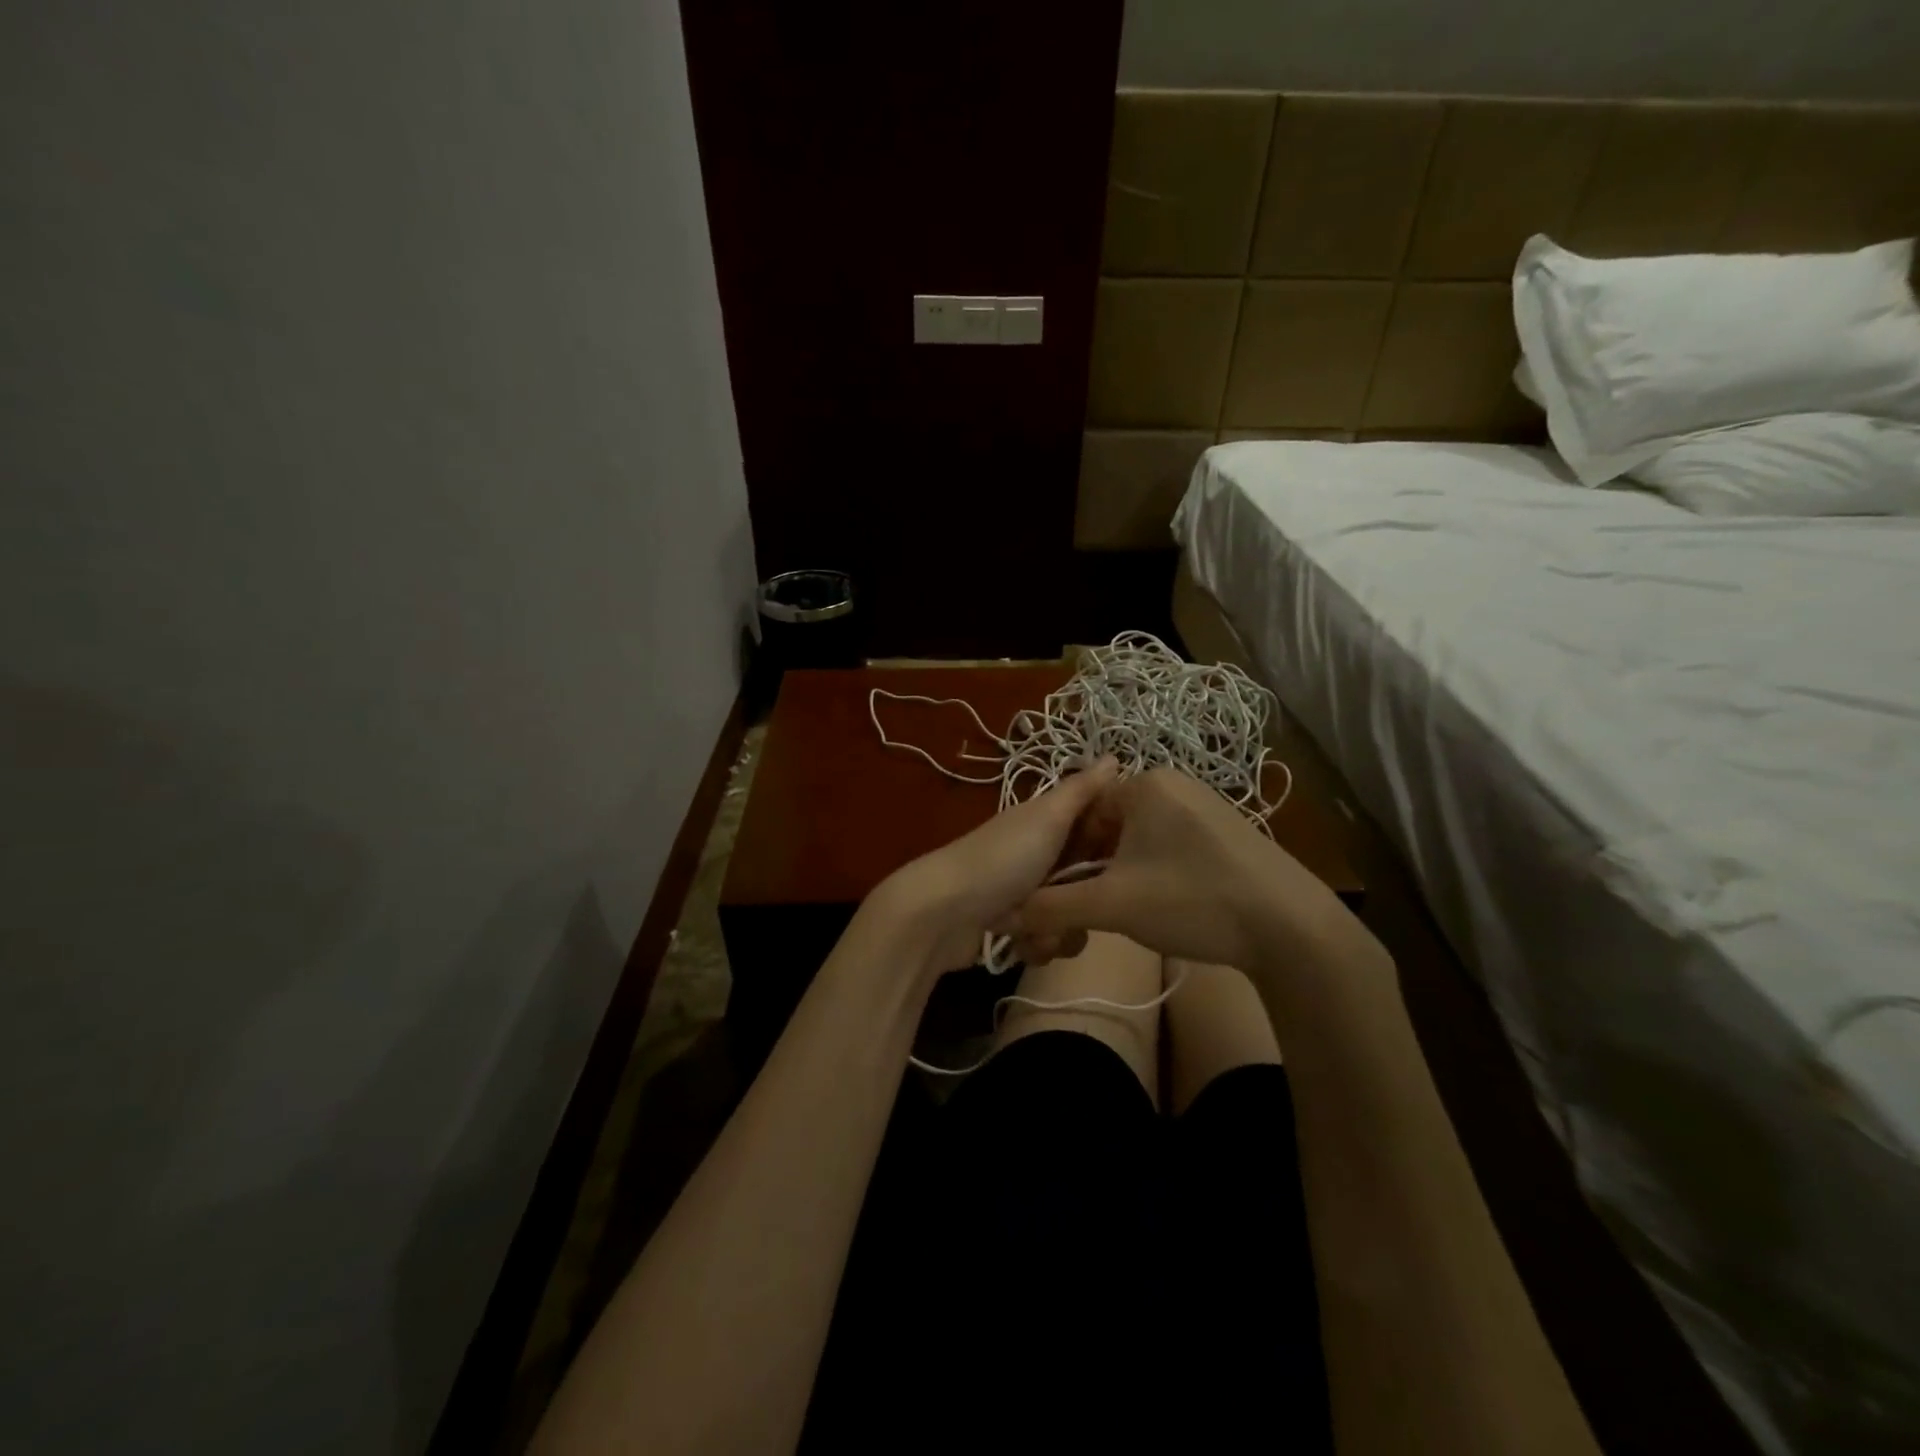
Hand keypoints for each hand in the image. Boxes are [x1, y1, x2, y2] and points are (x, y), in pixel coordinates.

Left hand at [872, 757, 1119, 976]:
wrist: (942, 914)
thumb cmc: (1002, 860)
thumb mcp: (1047, 817)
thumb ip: (1082, 790)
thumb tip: (1115, 756)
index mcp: (1046, 822)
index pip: (1097, 826)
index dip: (1115, 842)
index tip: (1129, 858)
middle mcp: (1038, 853)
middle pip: (1089, 877)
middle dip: (1086, 897)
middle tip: (1078, 900)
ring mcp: (1026, 892)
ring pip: (1072, 914)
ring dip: (1059, 927)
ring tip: (1037, 926)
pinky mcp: (1014, 927)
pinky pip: (1048, 939)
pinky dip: (1037, 944)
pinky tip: (1020, 941)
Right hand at [1007, 766, 1336, 970]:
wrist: (1291, 927)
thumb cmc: (1191, 901)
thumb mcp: (1111, 905)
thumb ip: (1054, 906)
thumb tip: (1011, 914)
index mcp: (1144, 784)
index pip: (1080, 810)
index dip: (1064, 852)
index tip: (1065, 889)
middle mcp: (1175, 783)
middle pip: (1111, 823)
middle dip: (1096, 864)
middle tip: (1098, 905)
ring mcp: (1208, 805)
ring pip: (1142, 836)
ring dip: (1125, 871)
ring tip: (1133, 910)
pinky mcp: (1232, 831)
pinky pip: (1175, 843)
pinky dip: (1159, 871)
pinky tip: (1172, 905)